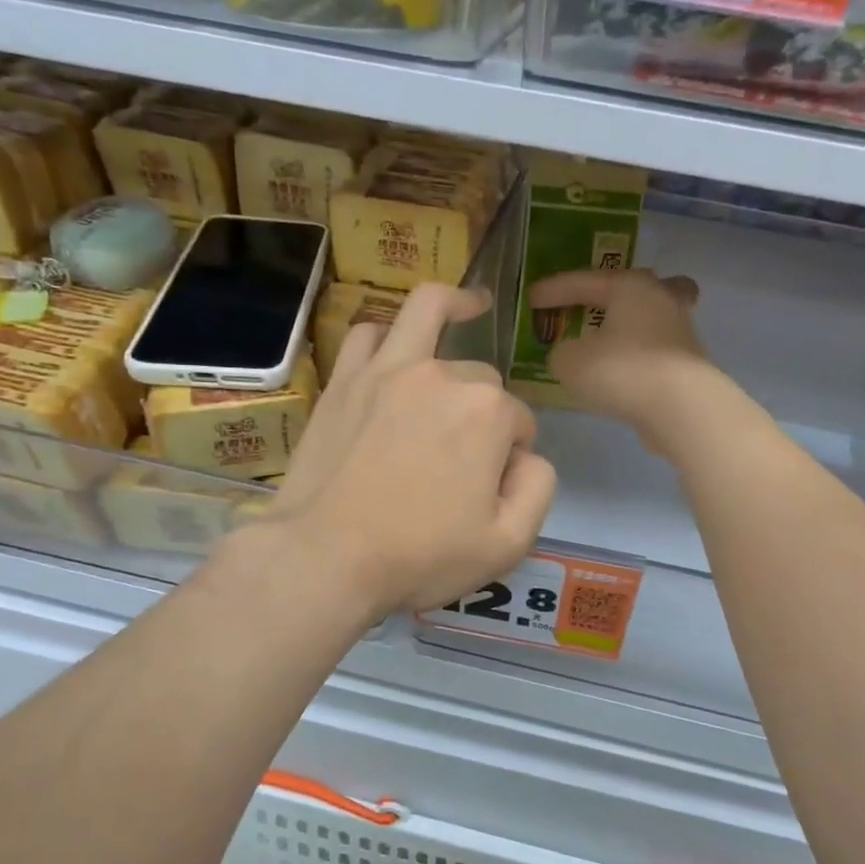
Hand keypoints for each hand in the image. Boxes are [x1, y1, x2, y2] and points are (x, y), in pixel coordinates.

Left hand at [264, 285, 556, 616]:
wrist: (325, 557)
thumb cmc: (421, 555)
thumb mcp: (508, 542)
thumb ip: (539, 486)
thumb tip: (528, 456)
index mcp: (487, 411)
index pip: (519, 423)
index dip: (514, 455)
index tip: (493, 489)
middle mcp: (441, 375)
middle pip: (481, 379)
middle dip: (486, 411)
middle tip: (464, 458)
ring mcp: (387, 370)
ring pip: (428, 311)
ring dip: (454, 306)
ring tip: (468, 307)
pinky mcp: (344, 380)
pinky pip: (368, 334)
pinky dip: (387, 335)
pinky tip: (393, 348)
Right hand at [528, 269, 710, 447]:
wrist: (682, 408)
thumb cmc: (622, 371)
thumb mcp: (570, 362)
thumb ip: (561, 353)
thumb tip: (569, 354)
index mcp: (631, 286)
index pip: (585, 281)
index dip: (555, 289)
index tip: (531, 298)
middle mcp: (661, 300)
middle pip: (637, 288)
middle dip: (614, 294)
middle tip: (594, 300)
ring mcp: (681, 333)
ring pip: (652, 319)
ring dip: (630, 327)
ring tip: (609, 340)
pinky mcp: (689, 366)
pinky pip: (656, 352)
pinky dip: (638, 357)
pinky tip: (624, 372)